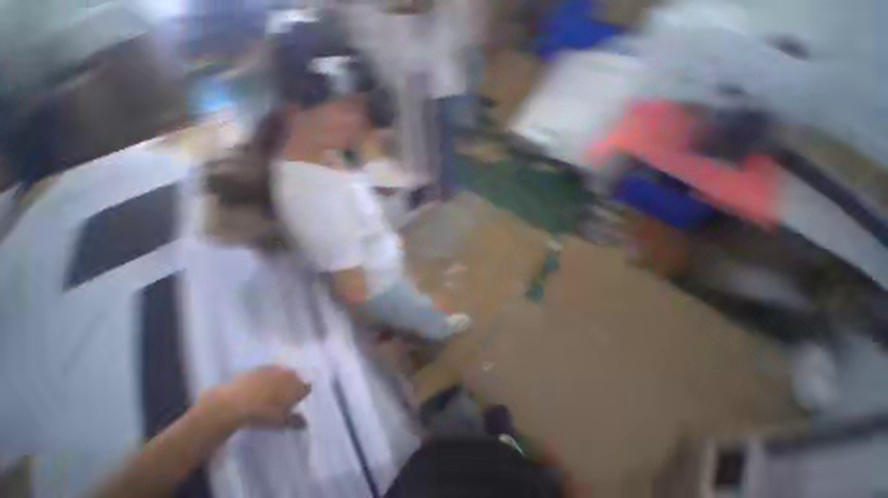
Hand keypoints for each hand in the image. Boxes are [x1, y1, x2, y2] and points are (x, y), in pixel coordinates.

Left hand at [209, 366, 311, 427]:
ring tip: (269, 394)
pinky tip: (258, 388)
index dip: (302, 396)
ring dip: (279, 382)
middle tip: (282, 399)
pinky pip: (269, 372)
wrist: (236, 402)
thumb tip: (306, 424)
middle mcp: (291, 375)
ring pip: (283, 375)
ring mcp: (276, 369)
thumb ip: (295, 421)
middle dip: (291, 387)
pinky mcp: (262, 367)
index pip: (306, 389)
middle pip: (296, 380)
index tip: (296, 403)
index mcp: (298, 387)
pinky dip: (267, 378)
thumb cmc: (262, 414)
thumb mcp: (279, 423)